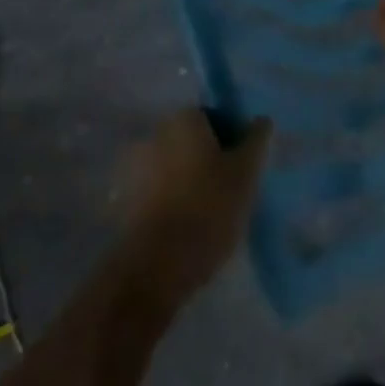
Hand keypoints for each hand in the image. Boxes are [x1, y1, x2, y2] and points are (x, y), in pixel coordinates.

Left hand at [118, 108, 271, 306]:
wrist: (155, 267)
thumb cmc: (208, 209)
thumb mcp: (245, 173)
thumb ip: (256, 140)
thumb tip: (261, 119)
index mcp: (183, 119)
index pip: (214, 117)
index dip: (232, 141)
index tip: (242, 169)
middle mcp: (155, 132)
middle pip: (191, 141)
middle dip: (208, 160)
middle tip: (228, 192)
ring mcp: (135, 167)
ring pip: (173, 167)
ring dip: (187, 181)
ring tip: (207, 216)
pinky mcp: (124, 200)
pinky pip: (156, 192)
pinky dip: (170, 202)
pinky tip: (184, 229)